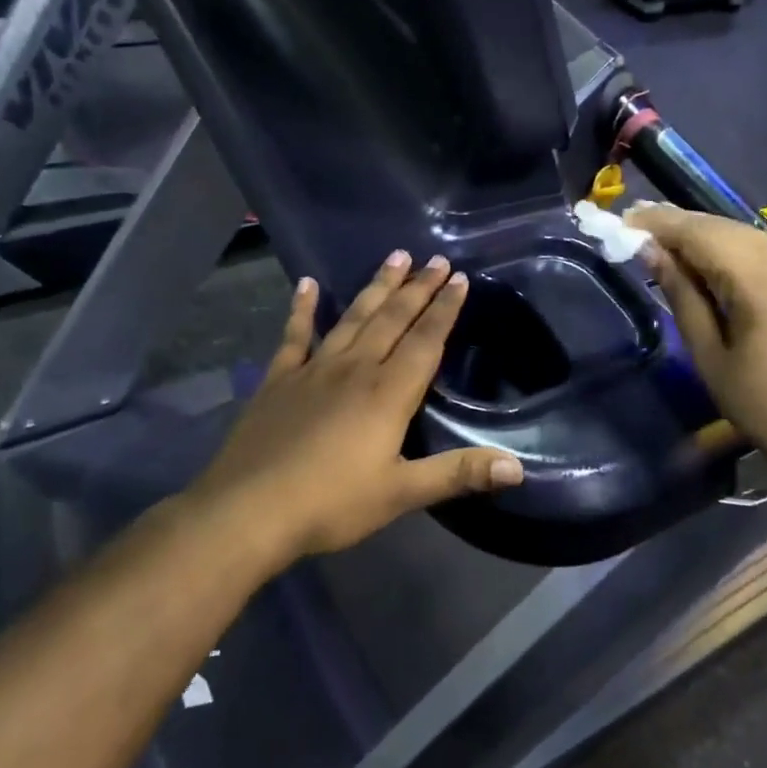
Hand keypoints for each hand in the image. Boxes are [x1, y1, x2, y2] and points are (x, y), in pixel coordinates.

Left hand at [189, 251, 524, 568]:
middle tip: (434, 258)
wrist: (249, 510)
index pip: (425, 340)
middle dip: (417, 288)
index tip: (458, 277)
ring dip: (376, 287)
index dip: (444, 309)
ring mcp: (314, 369)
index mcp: (387, 393)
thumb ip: (458, 474)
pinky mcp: (279, 379)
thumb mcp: (401, 493)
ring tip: (395, 257)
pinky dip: (302, 308)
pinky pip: (295, 335)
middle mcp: (355, 368)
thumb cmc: (332, 503)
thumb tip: (517, 467)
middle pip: (393, 319)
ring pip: (353, 318)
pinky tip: (307, 285)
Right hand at [625, 203, 766, 482]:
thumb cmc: (764, 406)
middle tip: (639, 226)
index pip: (701, 233)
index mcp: (762, 280)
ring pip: (747, 235)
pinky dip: (735, 250)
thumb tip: (652, 253)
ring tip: (668, 242)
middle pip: (725, 227)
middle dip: (681, 225)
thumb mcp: (709, 356)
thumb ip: (682, 296)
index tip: (625, 220)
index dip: (661, 223)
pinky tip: (713, 262)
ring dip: (707, 236)